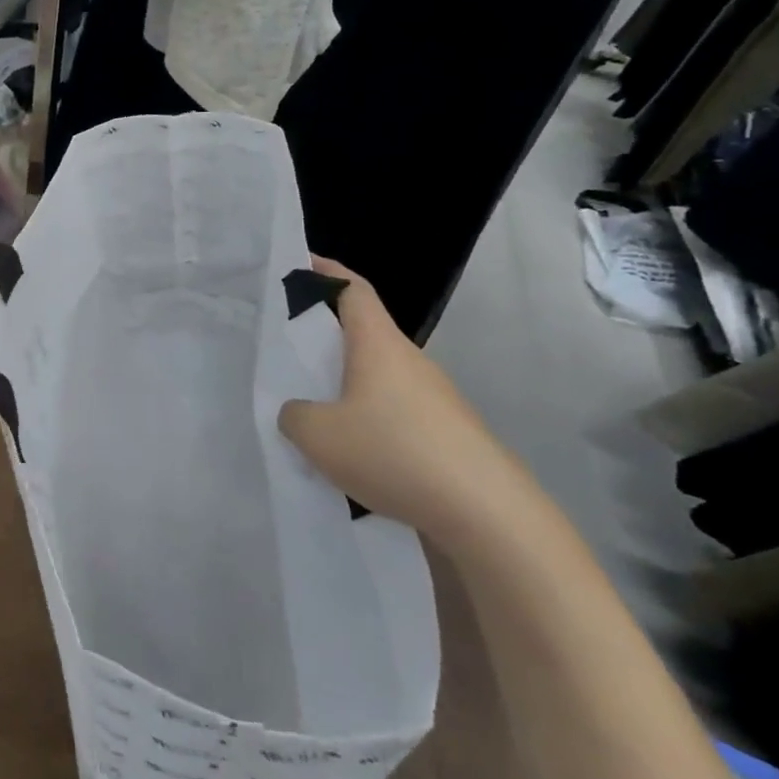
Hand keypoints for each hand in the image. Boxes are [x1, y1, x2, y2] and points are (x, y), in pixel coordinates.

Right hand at [279, 257, 527, 540]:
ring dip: (345, 383)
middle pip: (364, 332)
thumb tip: (301, 413)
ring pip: (378, 376)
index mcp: (378, 344)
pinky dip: (367, 418)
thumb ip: (295, 415)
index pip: (352, 288)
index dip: (325, 270)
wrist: (489, 516)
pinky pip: (394, 411)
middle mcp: (410, 361)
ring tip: (312, 409)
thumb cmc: (395, 452)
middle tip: (289, 346)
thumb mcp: (319, 435)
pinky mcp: (447, 434)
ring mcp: (434, 398)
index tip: (300, 262)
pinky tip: (351, 453)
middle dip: (326, 334)